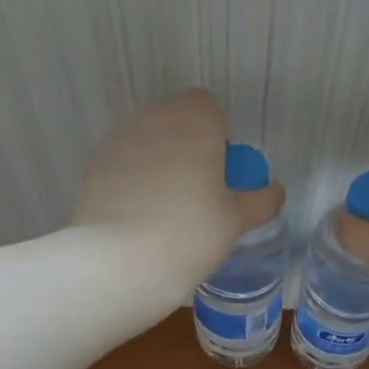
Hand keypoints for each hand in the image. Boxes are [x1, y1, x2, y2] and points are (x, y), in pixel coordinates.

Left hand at [71, 90, 285, 300]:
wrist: (119, 261)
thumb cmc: (190, 232)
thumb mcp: (236, 221)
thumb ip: (261, 201)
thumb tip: (274, 192)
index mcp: (194, 120)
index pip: (208, 107)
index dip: (217, 136)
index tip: (219, 173)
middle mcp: (153, 118)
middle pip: (175, 122)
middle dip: (187, 147)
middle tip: (197, 193)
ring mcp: (118, 140)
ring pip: (147, 142)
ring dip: (159, 163)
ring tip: (165, 209)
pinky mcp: (93, 166)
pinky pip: (122, 165)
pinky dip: (132, 181)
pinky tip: (137, 217)